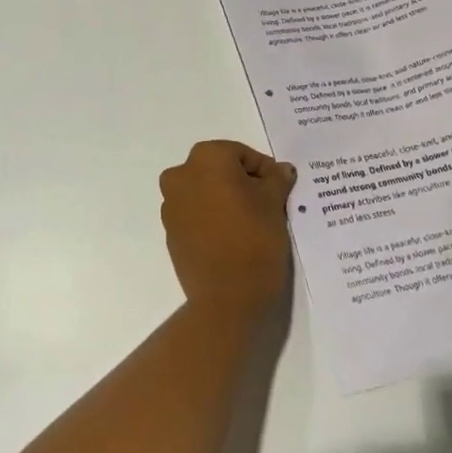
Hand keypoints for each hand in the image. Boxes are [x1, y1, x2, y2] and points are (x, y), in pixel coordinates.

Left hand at [159, 141, 296, 316]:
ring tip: (251, 223)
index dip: (264, 171)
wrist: (227, 297)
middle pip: (220, 170)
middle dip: (243, 183)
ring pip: (205, 192)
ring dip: (225, 200)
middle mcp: (181, 175)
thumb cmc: (254, 238)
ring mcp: (171, 205)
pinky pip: (195, 215)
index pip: (242, 155)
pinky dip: (213, 219)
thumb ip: (276, 179)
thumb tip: (281, 170)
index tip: (280, 190)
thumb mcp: (274, 202)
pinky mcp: (170, 233)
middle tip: (268, 204)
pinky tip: (233, 238)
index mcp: (205, 158)